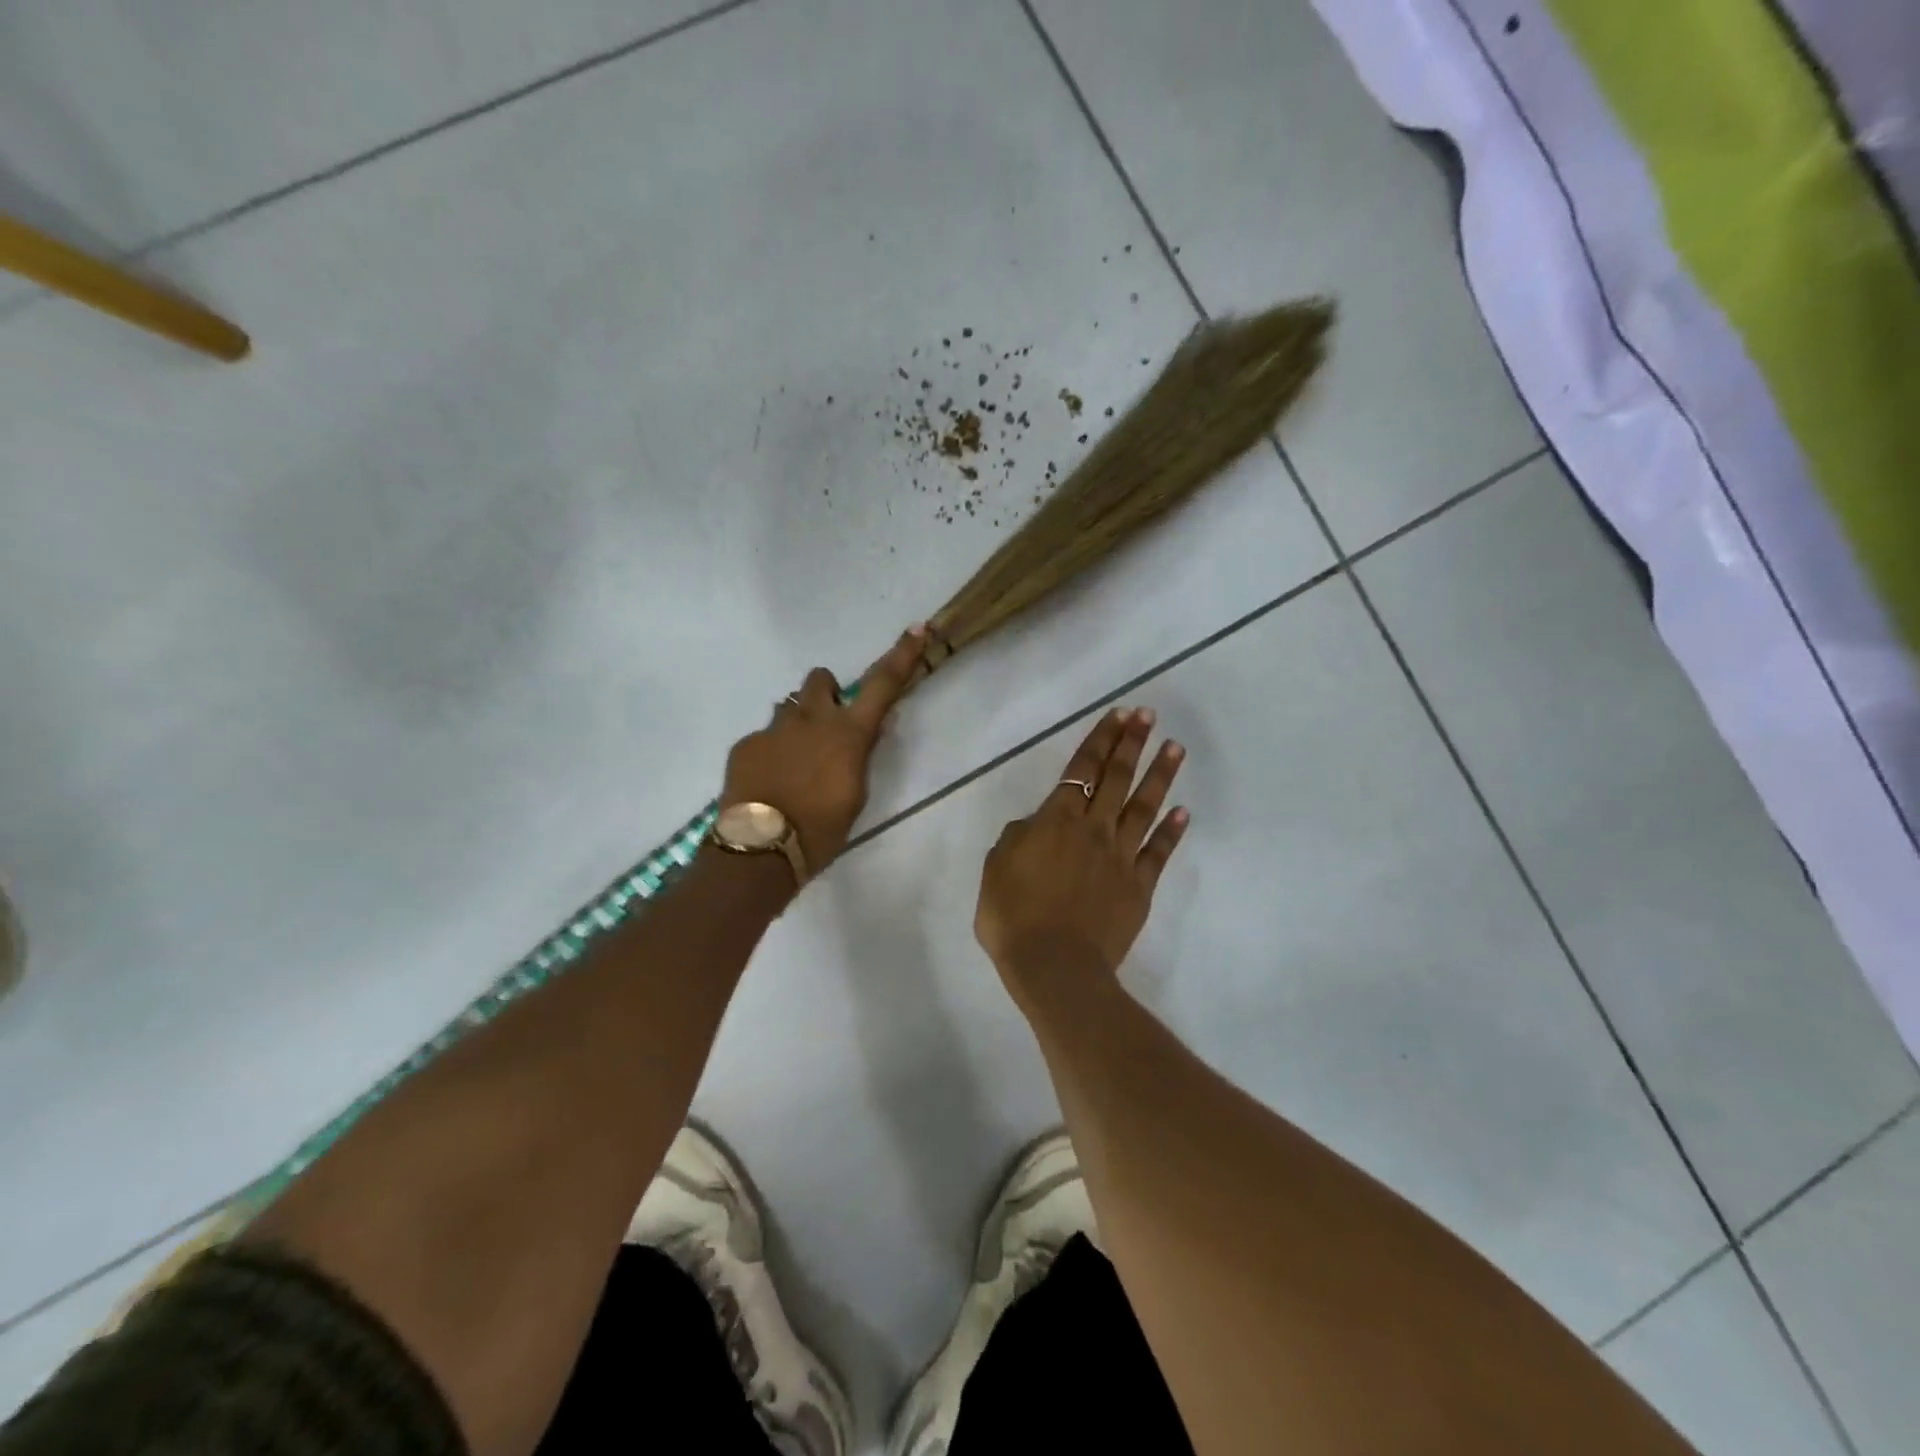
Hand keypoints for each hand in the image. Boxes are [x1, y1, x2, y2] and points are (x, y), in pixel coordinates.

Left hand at [720, 625, 927, 872]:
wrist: (761, 849)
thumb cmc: (821, 830)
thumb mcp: (855, 795)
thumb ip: (861, 755)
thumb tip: (872, 727)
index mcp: (848, 734)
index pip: (882, 685)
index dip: (901, 656)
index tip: (916, 629)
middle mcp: (811, 720)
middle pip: (820, 679)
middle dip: (825, 693)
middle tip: (826, 725)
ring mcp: (774, 729)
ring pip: (788, 707)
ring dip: (797, 724)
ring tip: (793, 763)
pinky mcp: (745, 744)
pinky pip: (763, 737)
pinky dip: (770, 752)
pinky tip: (768, 783)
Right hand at [975, 707, 1189, 1014]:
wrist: (1054, 966)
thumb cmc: (1014, 917)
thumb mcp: (996, 868)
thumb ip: (1016, 838)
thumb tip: (1034, 825)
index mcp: (1056, 821)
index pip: (1082, 769)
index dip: (1101, 740)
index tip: (1119, 714)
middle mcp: (1094, 829)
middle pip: (1116, 778)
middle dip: (1132, 743)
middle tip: (1149, 716)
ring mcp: (1121, 857)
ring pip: (1143, 807)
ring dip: (1159, 775)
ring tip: (1175, 747)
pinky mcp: (1138, 887)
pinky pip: (1158, 853)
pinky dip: (1172, 831)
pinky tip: (1183, 812)